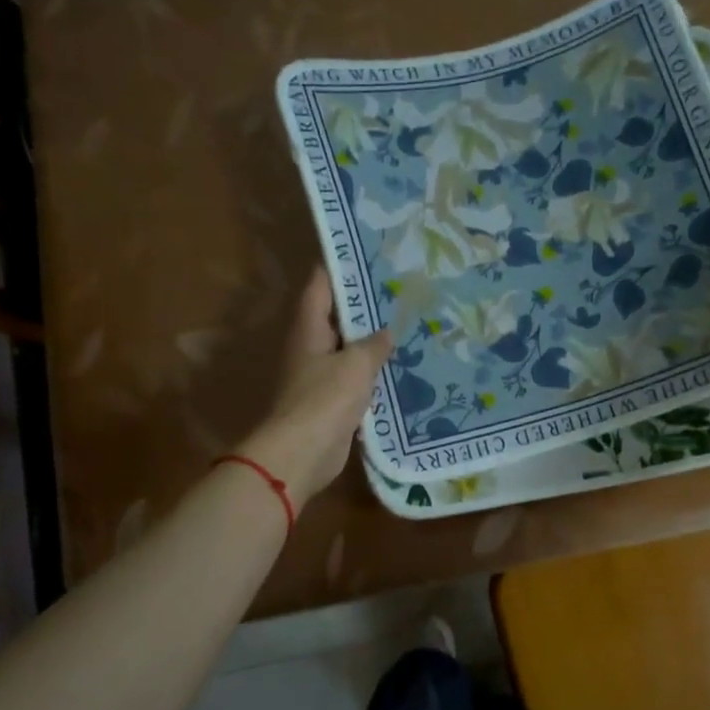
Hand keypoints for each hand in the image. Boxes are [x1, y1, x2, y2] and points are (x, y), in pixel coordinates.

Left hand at [236, 268, 392, 507]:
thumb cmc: (325, 399)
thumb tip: (387, 333)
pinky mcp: (330, 402)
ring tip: (407, 326)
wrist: (302, 454)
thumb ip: (374, 345)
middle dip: (365, 306)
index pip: (320, 285)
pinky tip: (400, 368)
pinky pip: (354, 379)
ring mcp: (319, 376)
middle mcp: (310, 347)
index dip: (340, 268)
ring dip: (371, 342)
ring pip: (348, 350)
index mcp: (308, 328)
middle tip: (401, 291)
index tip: (367, 255)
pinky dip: (372, 373)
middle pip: (336, 317)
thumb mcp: (356, 365)